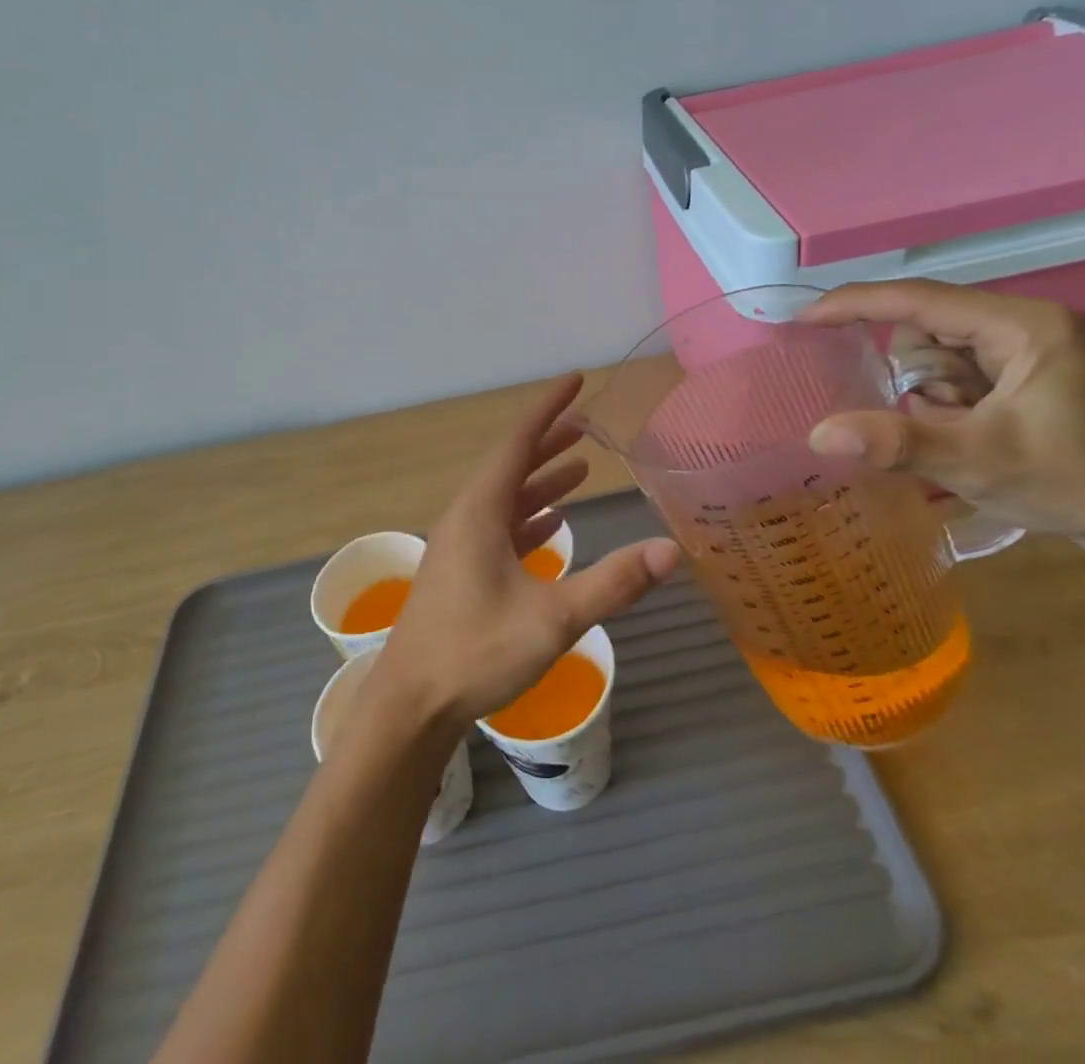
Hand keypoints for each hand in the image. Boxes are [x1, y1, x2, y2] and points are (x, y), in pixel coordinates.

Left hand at [370, 374, 679, 728]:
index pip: (518, 441)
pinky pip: (499, 528)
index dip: (548, 408)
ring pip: (506, 498)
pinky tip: (552, 525)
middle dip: (548, 441)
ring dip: (540, 481)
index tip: (575, 381)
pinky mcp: (462, 572)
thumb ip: (613, 583)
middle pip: (511, 465)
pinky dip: (528, 518)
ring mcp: (461, 546)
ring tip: (578, 468)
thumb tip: (672, 551)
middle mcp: (467, 517)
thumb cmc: (477, 651)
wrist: (412, 703)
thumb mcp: (553, 618)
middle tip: (586, 424)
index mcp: (480, 510)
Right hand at [799, 279, 1084, 536]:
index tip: (803, 316)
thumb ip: (898, 443)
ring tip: (958, 433)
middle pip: (924, 327)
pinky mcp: (1017, 369)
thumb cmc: (1070, 481)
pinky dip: (940, 400)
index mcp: (1019, 325)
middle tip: (925, 417)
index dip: (856, 304)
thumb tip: (819, 434)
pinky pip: (951, 370)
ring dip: (926, 393)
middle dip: (911, 375)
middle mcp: (1019, 322)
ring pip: (933, 351)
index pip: (919, 299)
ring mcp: (1020, 345)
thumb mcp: (978, 462)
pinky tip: (964, 431)